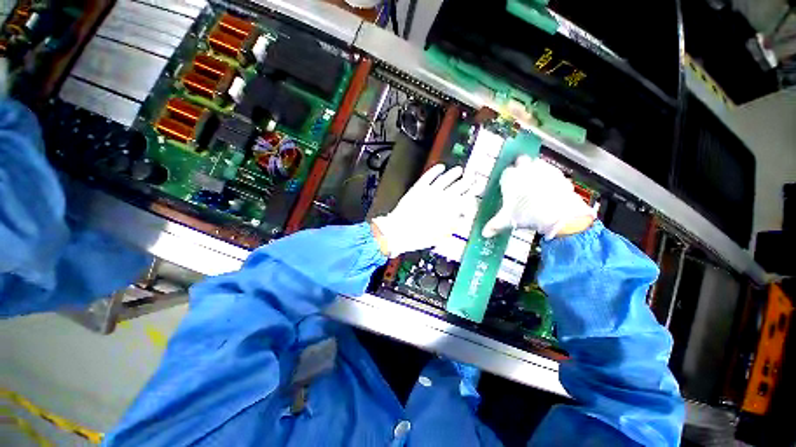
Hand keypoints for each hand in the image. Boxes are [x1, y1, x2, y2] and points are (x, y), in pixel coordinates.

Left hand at [372, 164, 473, 257]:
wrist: (399, 231)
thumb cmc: (420, 237)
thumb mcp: (441, 235)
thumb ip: (453, 224)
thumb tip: (462, 216)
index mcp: (449, 210)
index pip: (466, 198)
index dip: (473, 193)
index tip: (477, 189)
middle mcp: (442, 198)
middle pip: (458, 186)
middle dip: (467, 181)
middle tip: (473, 177)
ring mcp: (430, 191)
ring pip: (446, 178)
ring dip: (454, 173)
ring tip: (459, 170)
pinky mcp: (418, 188)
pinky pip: (429, 175)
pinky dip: (436, 170)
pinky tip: (441, 167)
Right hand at [482, 156, 595, 239]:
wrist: (557, 212)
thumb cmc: (525, 213)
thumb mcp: (506, 220)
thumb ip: (493, 225)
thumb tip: (484, 234)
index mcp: (510, 177)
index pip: (505, 172)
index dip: (507, 179)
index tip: (508, 187)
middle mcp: (525, 168)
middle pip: (521, 160)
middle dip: (521, 167)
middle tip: (521, 180)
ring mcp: (543, 169)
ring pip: (537, 163)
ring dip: (536, 170)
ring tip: (536, 184)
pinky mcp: (559, 173)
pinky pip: (552, 172)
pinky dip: (550, 178)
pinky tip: (551, 189)